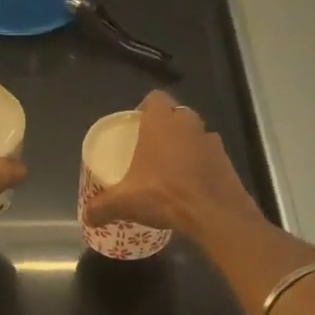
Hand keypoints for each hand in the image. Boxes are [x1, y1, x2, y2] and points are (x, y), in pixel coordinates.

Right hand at [83, 91, 262, 238]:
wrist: (213, 213)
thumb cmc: (164, 195)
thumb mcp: (124, 203)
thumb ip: (101, 208)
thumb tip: (87, 216)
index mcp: (161, 123)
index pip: (155, 98)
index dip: (145, 108)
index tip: (137, 127)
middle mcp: (188, 123)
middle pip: (175, 114)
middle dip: (165, 128)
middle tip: (151, 150)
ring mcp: (211, 140)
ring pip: (194, 134)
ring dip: (185, 145)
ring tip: (172, 169)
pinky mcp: (227, 159)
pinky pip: (209, 154)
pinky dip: (201, 164)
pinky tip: (192, 184)